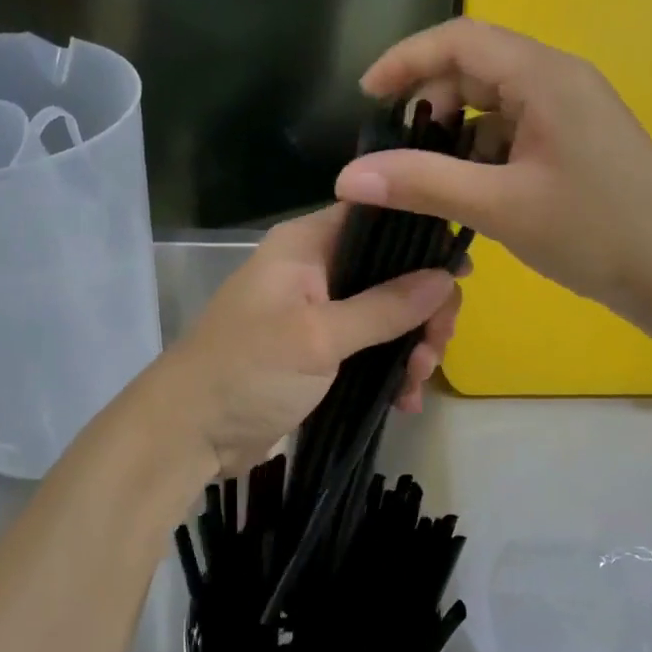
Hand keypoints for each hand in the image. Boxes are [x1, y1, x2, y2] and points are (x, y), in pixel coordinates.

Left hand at [156, 206, 460, 475]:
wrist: (189, 434)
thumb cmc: (248, 371)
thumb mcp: (319, 337)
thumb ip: (384, 306)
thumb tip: (445, 277)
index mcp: (306, 246)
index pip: (376, 217)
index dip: (422, 238)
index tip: (461, 273)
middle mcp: (314, 271)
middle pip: (389, 271)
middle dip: (422, 308)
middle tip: (436, 347)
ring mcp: (318, 314)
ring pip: (386, 314)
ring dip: (411, 345)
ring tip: (418, 381)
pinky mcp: (319, 354)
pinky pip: (370, 349)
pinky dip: (390, 370)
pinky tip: (405, 400)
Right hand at [333, 18, 651, 340]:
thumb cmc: (595, 233)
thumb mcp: (499, 207)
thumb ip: (421, 184)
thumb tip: (348, 176)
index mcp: (544, 77)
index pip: (459, 40)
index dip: (404, 60)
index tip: (364, 98)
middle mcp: (558, 81)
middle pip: (474, 68)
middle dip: (427, 101)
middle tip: (394, 151)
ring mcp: (571, 113)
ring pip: (492, 104)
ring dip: (453, 133)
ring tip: (425, 178)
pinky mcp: (575, 143)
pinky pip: (513, 132)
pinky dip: (480, 154)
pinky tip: (468, 194)